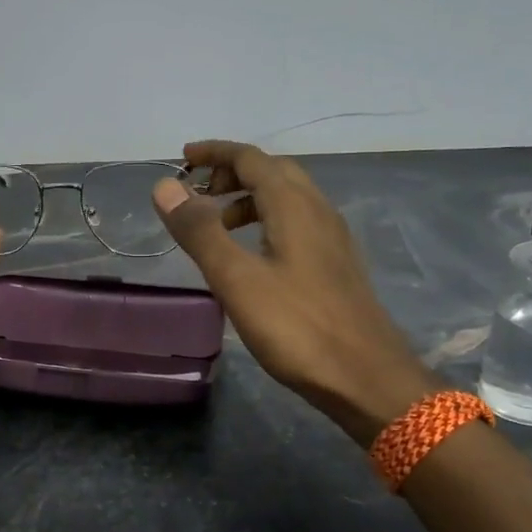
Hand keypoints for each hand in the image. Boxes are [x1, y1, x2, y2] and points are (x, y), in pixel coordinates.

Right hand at [151, 140, 437, 446]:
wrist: (366, 377)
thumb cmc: (297, 327)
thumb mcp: (237, 279)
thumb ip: (200, 232)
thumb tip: (165, 187)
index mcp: (294, 205)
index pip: (251, 158)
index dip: (214, 153)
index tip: (181, 160)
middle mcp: (318, 210)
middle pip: (272, 172)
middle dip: (231, 173)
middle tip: (197, 194)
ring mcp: (333, 238)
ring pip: (287, 198)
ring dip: (249, 199)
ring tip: (219, 226)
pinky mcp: (337, 265)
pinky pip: (297, 223)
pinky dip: (266, 221)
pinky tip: (254, 256)